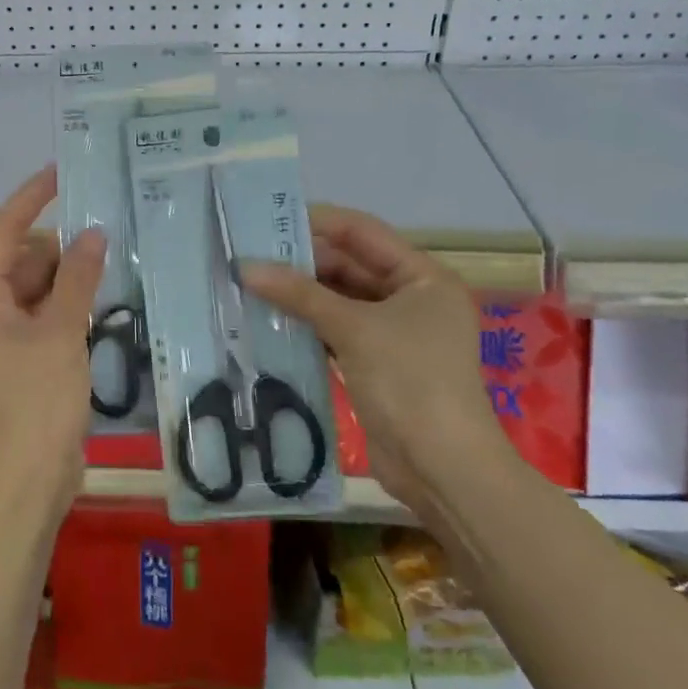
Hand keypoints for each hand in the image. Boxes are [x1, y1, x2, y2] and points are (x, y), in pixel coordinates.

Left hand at [0, 166, 105, 521]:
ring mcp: (7, 338)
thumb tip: (92, 232)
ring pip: (39, 289)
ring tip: (114, 258)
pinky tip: (104, 300)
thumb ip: (78, 278)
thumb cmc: (38, 399)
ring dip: (70, 276)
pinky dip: (71, 304)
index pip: (4, 230)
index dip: (31, 198)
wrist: (29, 478)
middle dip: (61, 244)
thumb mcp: (61, 331)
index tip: (61, 172)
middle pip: (25, 260)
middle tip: (107, 225)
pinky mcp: (26, 359)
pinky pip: (48, 316)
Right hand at [240, 204, 510, 502]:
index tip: (269, 219)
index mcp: (424, 278)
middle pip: (350, 266)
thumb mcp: (354, 329)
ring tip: (250, 283)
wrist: (442, 469)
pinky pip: (336, 332)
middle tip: (250, 255)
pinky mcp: (376, 364)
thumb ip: (300, 294)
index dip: (318, 222)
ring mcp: (394, 334)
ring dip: (300, 296)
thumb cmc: (409, 382)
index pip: (363, 233)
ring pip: (339, 301)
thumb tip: (245, 267)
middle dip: (302, 262)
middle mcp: (412, 299)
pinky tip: (268, 320)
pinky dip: (307, 326)